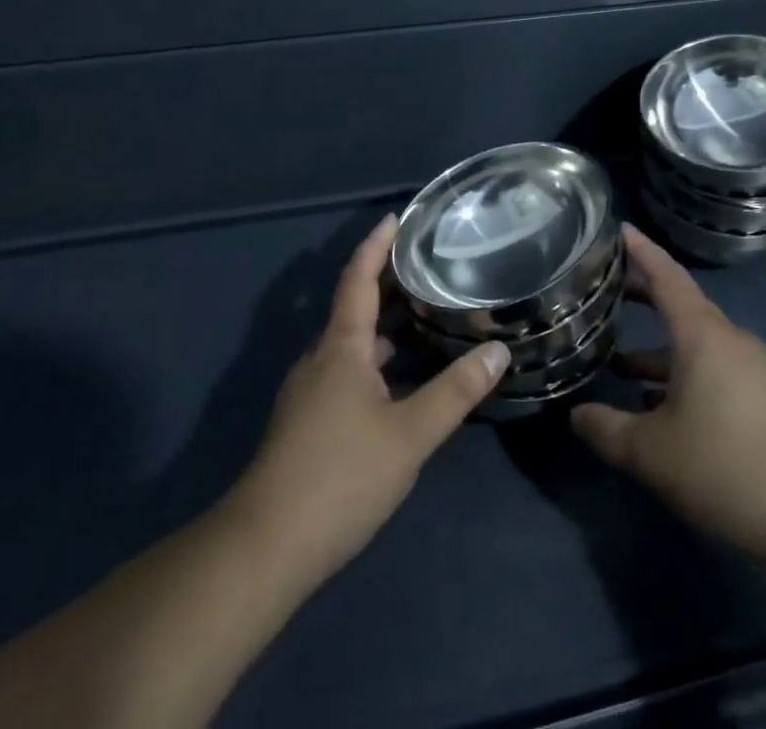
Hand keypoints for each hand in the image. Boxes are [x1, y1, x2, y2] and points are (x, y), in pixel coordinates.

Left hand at [229, 216, 508, 589]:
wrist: (265, 548)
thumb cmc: (339, 477)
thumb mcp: (409, 435)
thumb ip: (456, 392)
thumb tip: (500, 350)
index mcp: (341, 346)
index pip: (358, 278)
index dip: (376, 245)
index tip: (396, 218)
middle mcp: (321, 358)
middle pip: (356, 306)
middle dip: (389, 283)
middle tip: (431, 264)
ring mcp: (310, 391)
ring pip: (352, 342)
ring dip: (386, 324)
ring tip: (427, 314)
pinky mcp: (308, 421)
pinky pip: (348, 370)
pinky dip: (377, 358)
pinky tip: (404, 378)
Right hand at [571, 226, 765, 564]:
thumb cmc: (722, 466)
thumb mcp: (650, 452)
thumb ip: (606, 429)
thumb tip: (577, 415)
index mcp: (702, 335)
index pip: (667, 277)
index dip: (642, 251)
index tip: (621, 229)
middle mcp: (728, 339)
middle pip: (682, 304)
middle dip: (645, 295)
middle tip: (608, 289)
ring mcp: (749, 367)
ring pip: (695, 341)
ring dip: (659, 347)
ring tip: (620, 363)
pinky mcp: (761, 395)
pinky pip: (712, 365)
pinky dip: (681, 371)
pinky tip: (659, 404)